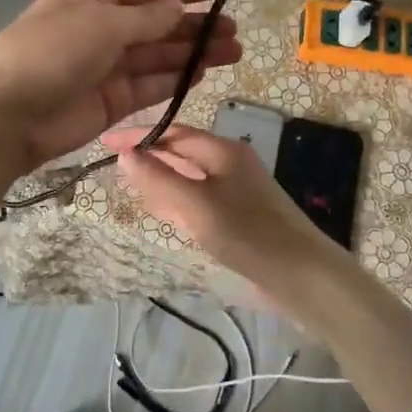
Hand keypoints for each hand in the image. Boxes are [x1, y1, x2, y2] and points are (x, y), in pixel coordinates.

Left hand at [0, 0, 239, 213]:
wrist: (5, 116)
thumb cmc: (50, 53)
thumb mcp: (101, 25)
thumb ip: (145, 19)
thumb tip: (178, 7)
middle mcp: (99, 29)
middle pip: (155, 25)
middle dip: (193, 26)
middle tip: (235, 30)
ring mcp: (104, 68)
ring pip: (157, 57)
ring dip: (192, 53)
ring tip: (233, 51)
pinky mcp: (109, 102)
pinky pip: (149, 86)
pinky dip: (175, 80)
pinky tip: (204, 73)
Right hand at [109, 122, 411, 411]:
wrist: (307, 278)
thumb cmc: (250, 236)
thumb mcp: (197, 207)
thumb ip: (160, 181)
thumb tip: (125, 154)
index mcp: (223, 151)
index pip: (173, 133)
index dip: (139, 136)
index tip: (105, 143)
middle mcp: (231, 163)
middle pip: (182, 152)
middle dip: (149, 157)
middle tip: (114, 170)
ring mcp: (239, 189)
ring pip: (190, 176)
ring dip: (162, 179)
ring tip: (132, 188)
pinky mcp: (242, 215)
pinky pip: (201, 198)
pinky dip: (179, 200)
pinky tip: (167, 214)